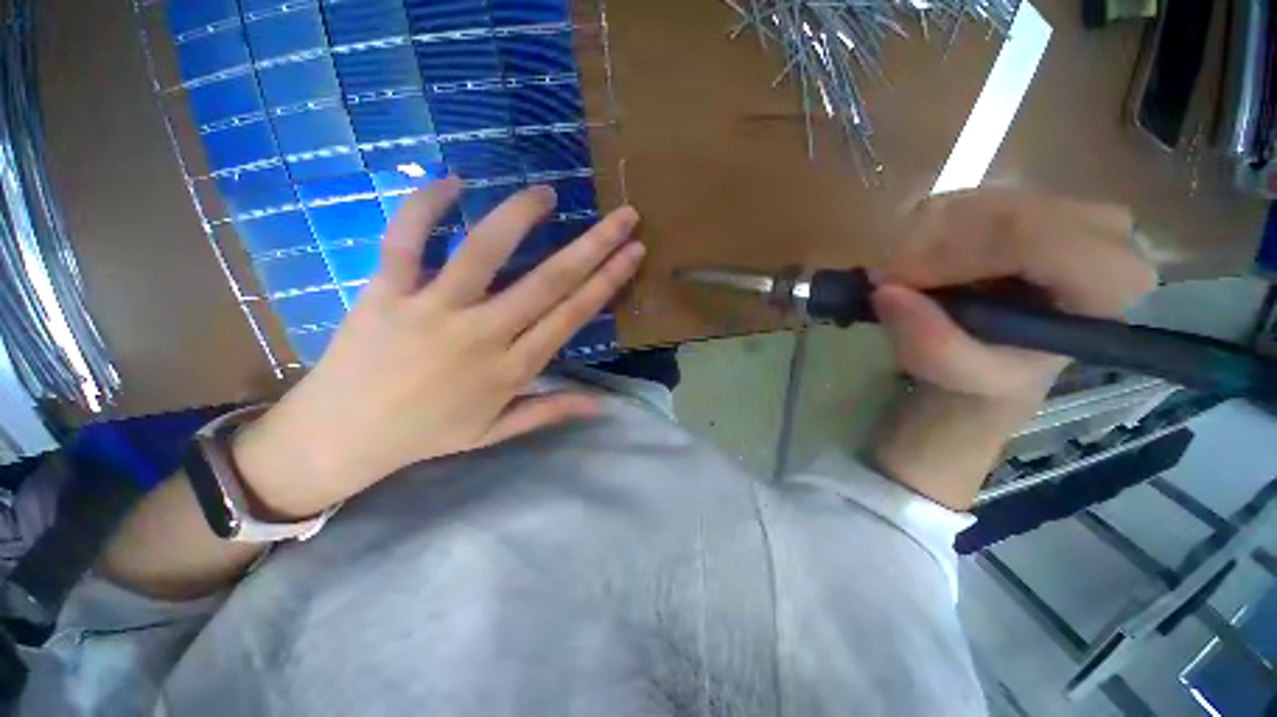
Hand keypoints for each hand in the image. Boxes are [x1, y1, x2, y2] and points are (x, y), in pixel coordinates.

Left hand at [233, 178, 645, 518]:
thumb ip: (550, 411)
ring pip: (484, 252)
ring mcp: (432, 310)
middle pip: (548, 281)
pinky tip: (452, 181)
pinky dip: (425, 207)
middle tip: (623, 215)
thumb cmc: (426, 434)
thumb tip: (601, 405)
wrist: (340, 437)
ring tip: (547, 193)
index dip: (607, 281)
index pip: (572, 315)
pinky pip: (405, 241)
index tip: (632, 252)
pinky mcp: (385, 293)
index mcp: (511, 368)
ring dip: (520, 217)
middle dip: (593, 245)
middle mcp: (482, 334)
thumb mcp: (495, 432)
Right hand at [871, 190, 1158, 402]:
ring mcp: (1061, 203)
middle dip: (929, 249)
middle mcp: (1101, 227)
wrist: (1000, 352)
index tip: (895, 284)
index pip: (1035, 237)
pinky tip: (921, 264)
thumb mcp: (964, 378)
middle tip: (890, 287)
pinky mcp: (1023, 195)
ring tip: (908, 283)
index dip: (953, 255)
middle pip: (998, 213)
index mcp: (1111, 280)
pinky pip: (956, 197)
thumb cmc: (992, 370)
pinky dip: (921, 231)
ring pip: (970, 201)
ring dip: (920, 242)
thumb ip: (934, 346)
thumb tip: (885, 293)